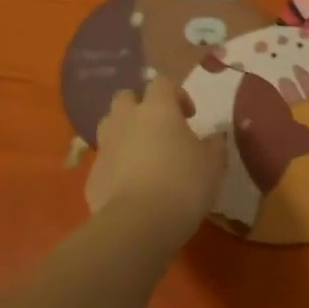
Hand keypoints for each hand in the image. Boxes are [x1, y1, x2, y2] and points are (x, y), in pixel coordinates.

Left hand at [86, 77, 224, 243]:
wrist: (137, 224)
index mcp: (157, 110)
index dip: (176, 94)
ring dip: (124, 131)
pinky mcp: (92, 175)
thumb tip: (216, 136)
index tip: (189, 116)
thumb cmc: (183, 185)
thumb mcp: (213, 165)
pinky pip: (105, 160)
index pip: (162, 82)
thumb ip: (215, 145)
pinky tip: (131, 186)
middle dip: (141, 106)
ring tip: (142, 154)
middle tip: (159, 128)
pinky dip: (116, 165)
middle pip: (126, 97)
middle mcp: (126, 120)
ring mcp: (105, 147)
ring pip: (109, 125)